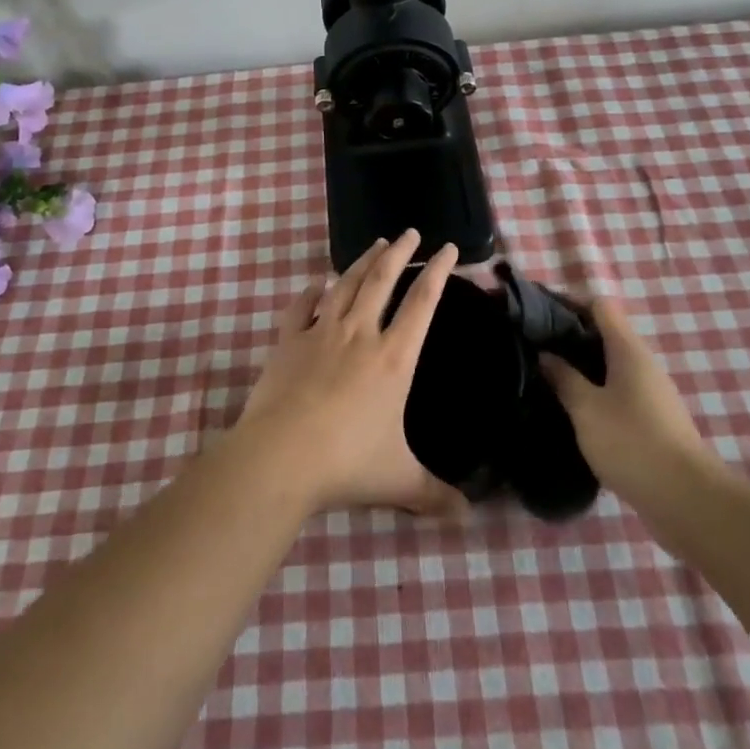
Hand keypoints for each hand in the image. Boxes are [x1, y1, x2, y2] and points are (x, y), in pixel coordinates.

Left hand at [234, 231, 464, 517]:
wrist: (281, 455)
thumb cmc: (347, 463)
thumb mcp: (399, 480)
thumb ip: (435, 495)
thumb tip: (468, 517)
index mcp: (393, 358)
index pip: (422, 303)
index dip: (437, 272)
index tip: (447, 249)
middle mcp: (360, 334)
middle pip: (383, 279)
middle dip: (400, 252)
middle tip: (411, 231)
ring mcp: (321, 333)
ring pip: (347, 284)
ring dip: (363, 261)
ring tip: (376, 243)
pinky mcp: (288, 341)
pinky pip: (302, 307)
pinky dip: (311, 292)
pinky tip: (316, 283)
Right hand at [539, 297, 714, 511]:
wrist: (687, 500)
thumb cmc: (632, 443)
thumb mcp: (586, 409)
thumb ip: (563, 378)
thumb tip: (545, 354)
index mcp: (628, 349)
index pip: (599, 306)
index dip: (568, 303)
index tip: (537, 314)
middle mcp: (642, 363)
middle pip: (604, 333)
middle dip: (569, 336)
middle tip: (534, 347)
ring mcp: (650, 392)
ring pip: (610, 364)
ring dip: (580, 366)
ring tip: (547, 376)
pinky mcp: (652, 419)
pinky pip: (617, 390)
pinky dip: (594, 390)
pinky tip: (572, 408)